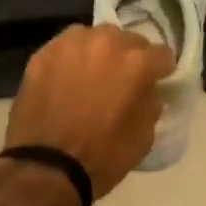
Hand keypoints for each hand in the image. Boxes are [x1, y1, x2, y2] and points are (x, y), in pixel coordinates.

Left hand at [5, 24, 174, 199]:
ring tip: (91, 74)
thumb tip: (148, 92)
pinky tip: (64, 79)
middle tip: (121, 79)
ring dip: (97, 53)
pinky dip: (69, 60)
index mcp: (137, 62)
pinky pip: (64, 48)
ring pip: (93, 38)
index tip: (156, 81)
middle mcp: (106, 42)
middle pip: (127, 40)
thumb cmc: (103, 156)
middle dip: (128, 57)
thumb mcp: (144, 137)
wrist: (47, 167)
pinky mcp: (43, 53)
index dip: (160, 70)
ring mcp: (71, 44)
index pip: (162, 54)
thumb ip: (150, 104)